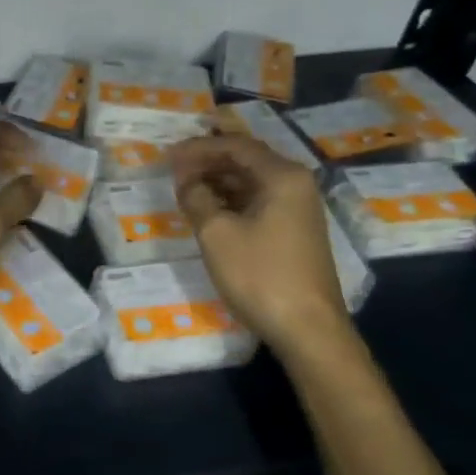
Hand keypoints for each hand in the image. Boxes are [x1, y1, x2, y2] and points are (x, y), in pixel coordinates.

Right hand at [169, 114, 353, 358]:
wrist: (307, 329)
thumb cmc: (260, 275)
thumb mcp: (216, 233)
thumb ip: (196, 197)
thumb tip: (186, 180)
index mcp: (282, 176)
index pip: (236, 145)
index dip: (199, 147)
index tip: (168, 155)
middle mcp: (295, 184)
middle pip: (246, 159)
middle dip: (208, 161)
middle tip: (174, 170)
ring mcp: (298, 209)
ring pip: (251, 182)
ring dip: (218, 181)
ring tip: (185, 189)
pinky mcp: (294, 231)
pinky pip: (258, 201)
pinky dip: (231, 200)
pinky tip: (208, 210)